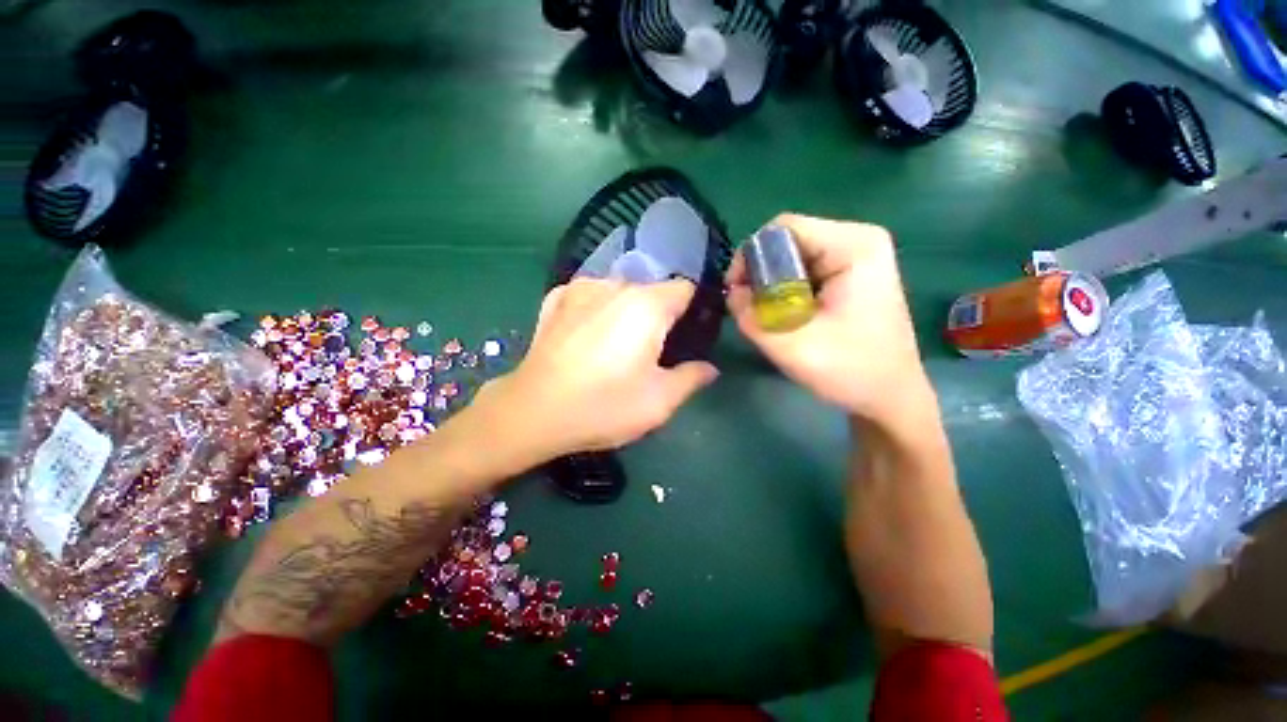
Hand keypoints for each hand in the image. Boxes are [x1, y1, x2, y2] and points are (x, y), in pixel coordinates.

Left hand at [475, 278, 718, 461]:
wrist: (533, 412)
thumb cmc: (604, 406)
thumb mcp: (659, 401)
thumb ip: (692, 378)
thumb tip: (709, 368)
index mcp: (647, 305)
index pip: (685, 289)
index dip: (693, 311)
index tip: (687, 337)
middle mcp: (615, 285)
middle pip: (652, 291)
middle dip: (659, 316)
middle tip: (652, 351)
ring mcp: (581, 288)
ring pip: (620, 292)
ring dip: (627, 312)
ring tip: (616, 346)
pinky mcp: (555, 298)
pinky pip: (591, 296)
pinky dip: (598, 310)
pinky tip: (588, 336)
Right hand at [727, 214, 931, 423]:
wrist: (891, 397)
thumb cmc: (851, 372)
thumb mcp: (791, 347)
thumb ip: (751, 317)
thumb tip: (732, 294)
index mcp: (853, 246)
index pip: (783, 228)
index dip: (750, 256)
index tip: (737, 292)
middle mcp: (857, 240)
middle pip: (787, 240)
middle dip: (760, 274)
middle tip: (750, 310)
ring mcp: (856, 256)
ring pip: (791, 257)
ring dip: (770, 286)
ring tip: (768, 317)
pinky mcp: (850, 274)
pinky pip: (802, 270)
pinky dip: (784, 291)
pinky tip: (786, 316)